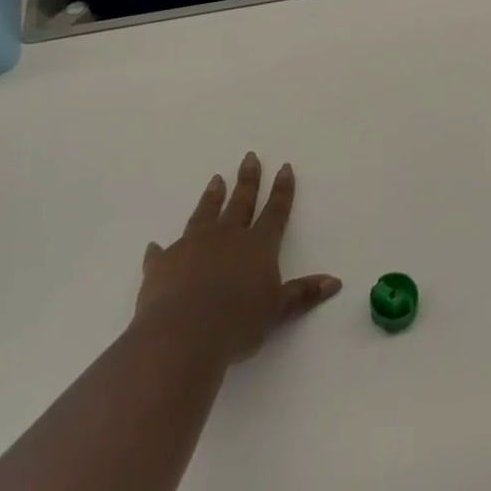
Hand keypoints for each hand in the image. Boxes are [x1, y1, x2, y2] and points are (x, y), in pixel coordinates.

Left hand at [134, 152, 341, 363]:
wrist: (183, 333)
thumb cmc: (238, 323)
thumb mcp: (277, 311)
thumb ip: (302, 294)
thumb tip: (335, 282)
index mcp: (258, 245)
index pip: (275, 211)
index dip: (282, 190)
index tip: (284, 167)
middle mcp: (226, 237)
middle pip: (240, 202)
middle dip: (248, 179)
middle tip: (249, 157)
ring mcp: (192, 246)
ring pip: (205, 214)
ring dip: (212, 197)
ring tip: (216, 179)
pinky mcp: (163, 262)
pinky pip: (162, 251)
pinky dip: (161, 248)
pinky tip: (156, 244)